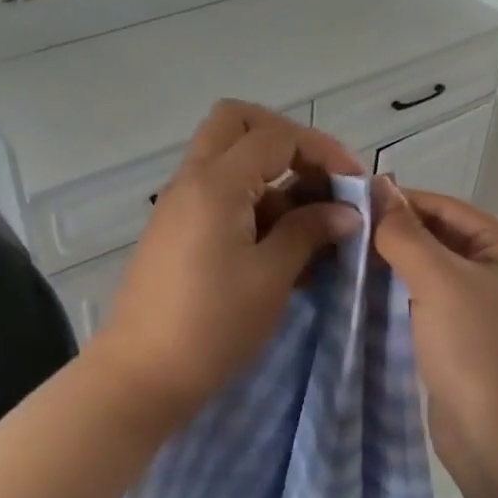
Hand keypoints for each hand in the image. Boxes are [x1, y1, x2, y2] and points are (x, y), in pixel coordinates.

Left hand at [89, 101, 364, 430]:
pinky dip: (251, 202)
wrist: (143, 374)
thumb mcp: (271, 277)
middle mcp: (191, 180)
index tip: (354, 186)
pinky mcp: (175, 230)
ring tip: (309, 226)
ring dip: (270, 175)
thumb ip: (309, 232)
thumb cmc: (213, 325)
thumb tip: (345, 212)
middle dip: (285, 140)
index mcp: (216, 183)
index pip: (276, 136)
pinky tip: (280, 247)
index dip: (322, 151)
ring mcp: (178, 204)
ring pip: (227, 159)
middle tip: (317, 179)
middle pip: (237, 123)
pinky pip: (217, 194)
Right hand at [372, 182, 497, 485]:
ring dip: (392, 266)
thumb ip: (404, 233)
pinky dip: (397, 297)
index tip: (350, 200)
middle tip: (340, 230)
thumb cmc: (477, 349)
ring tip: (342, 257)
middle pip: (440, 239)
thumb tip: (377, 186)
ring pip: (429, 274)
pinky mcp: (461, 341)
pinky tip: (361, 293)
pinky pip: (425, 305)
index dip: (402, 201)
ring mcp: (482, 311)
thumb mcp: (439, 280)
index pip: (448, 209)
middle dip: (394, 234)